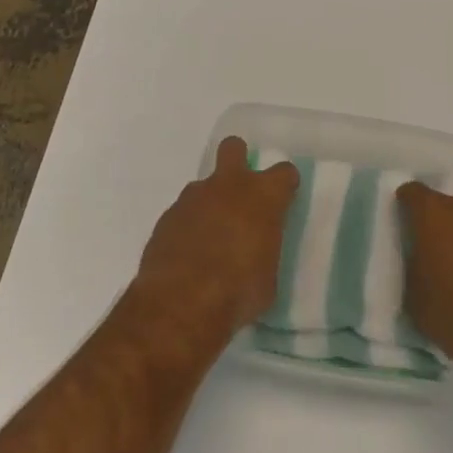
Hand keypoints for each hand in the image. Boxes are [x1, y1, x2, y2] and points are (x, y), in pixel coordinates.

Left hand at [133, 136, 297, 341]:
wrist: (181, 304)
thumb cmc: (238, 293)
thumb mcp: (268, 281)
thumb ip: (264, 252)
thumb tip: (258, 252)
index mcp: (263, 196)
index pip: (284, 173)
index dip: (284, 184)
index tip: (284, 199)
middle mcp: (229, 185)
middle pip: (234, 148)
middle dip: (238, 160)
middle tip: (240, 192)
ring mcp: (194, 197)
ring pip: (204, 186)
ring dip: (209, 204)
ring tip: (209, 240)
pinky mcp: (167, 216)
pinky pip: (182, 213)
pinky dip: (187, 228)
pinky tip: (187, 256)